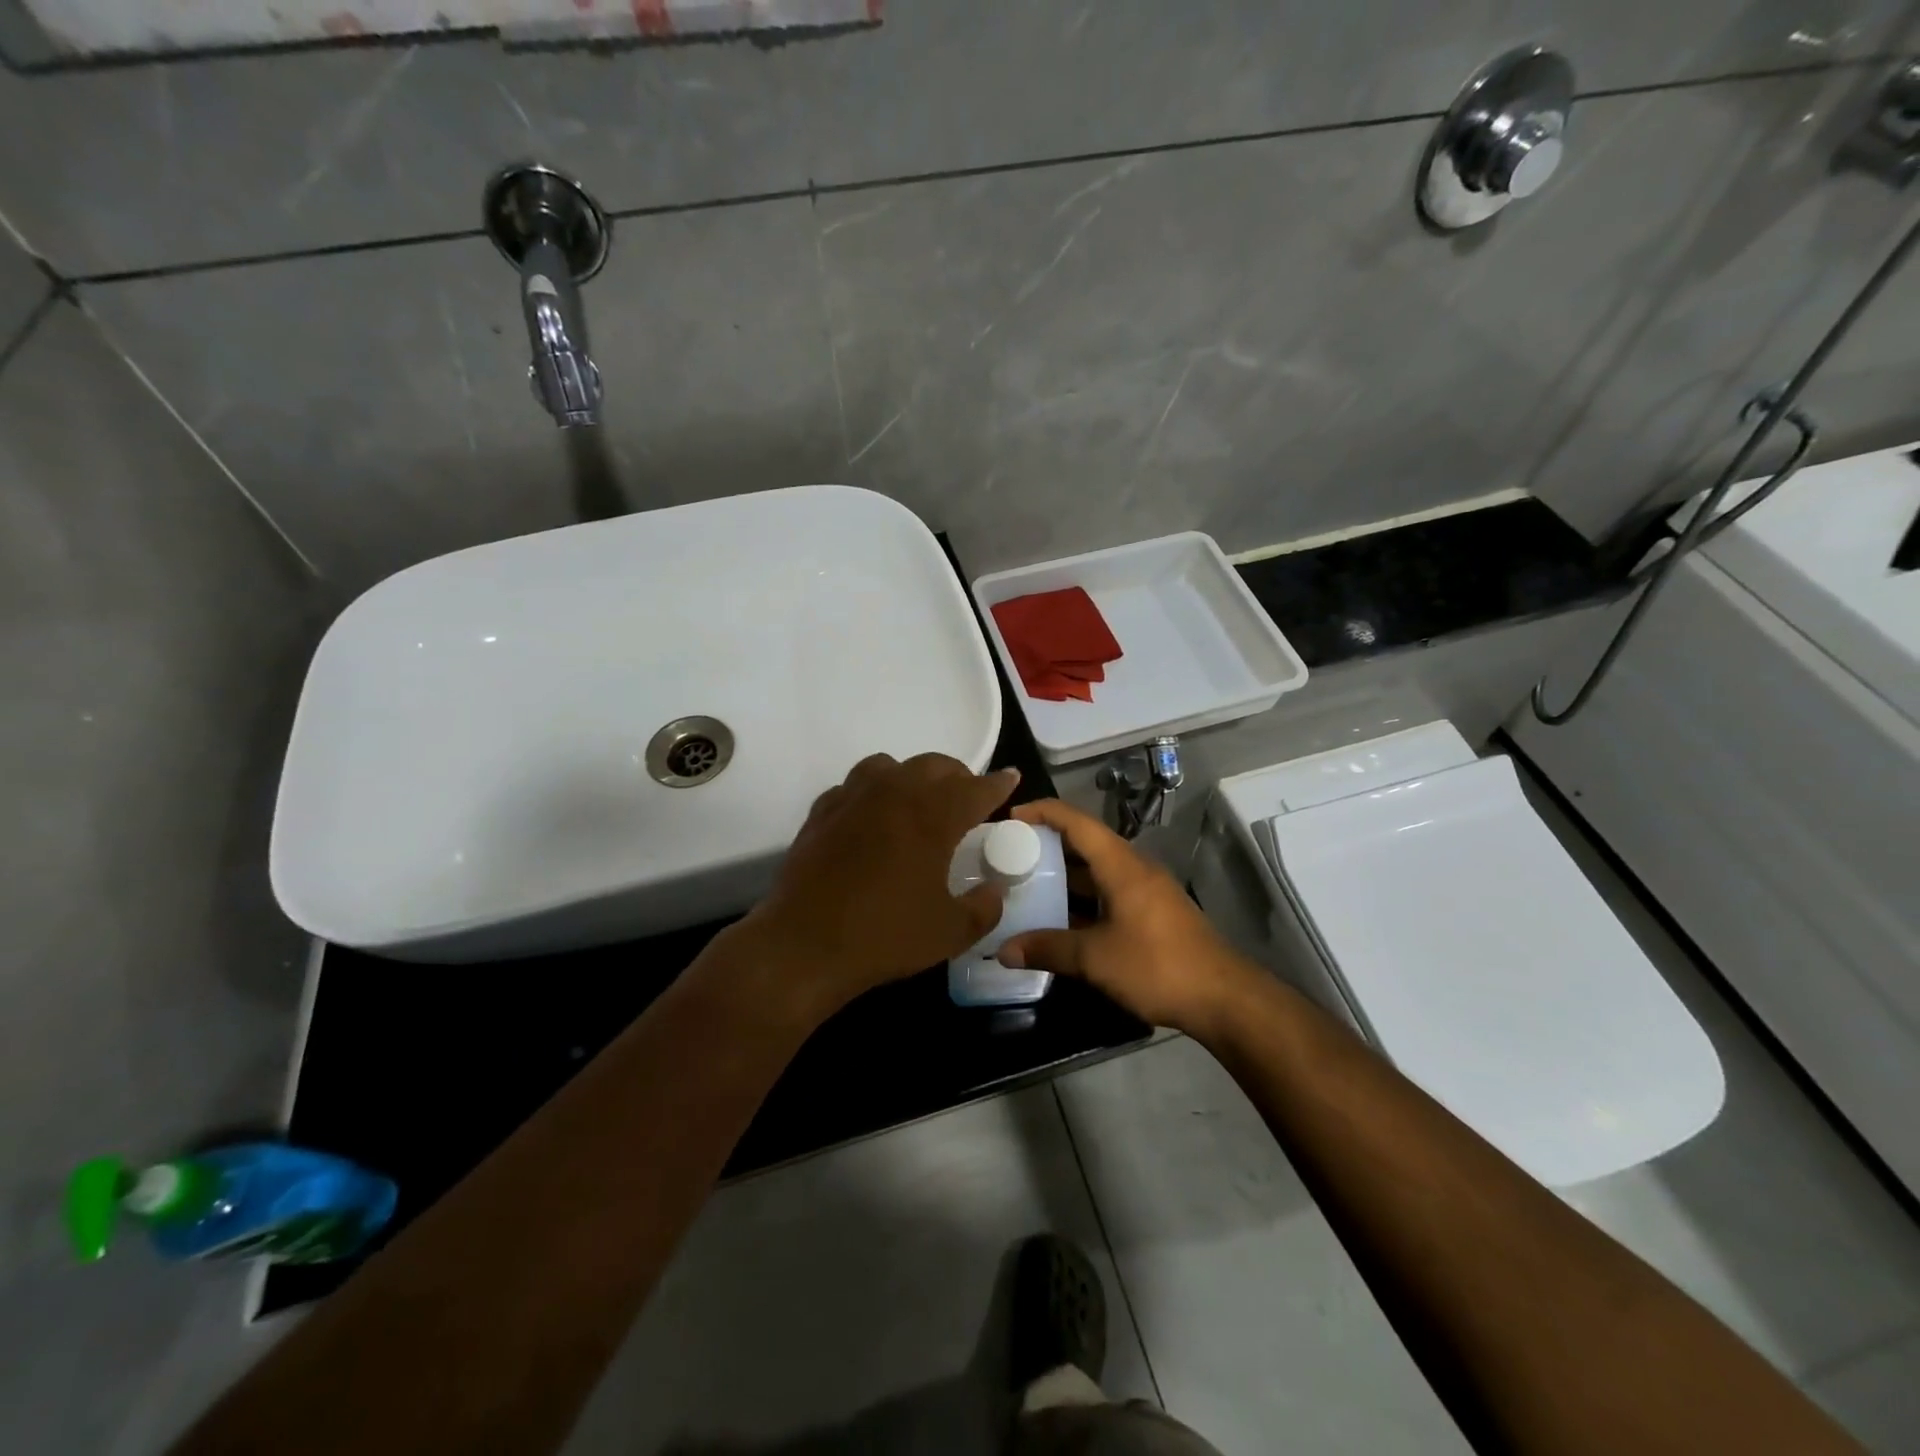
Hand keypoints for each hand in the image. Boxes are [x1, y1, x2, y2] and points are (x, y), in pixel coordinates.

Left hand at [736, 753, 1020, 1017]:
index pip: (975, 788)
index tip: (1010, 778)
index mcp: (933, 817)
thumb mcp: (951, 932)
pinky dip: (871, 793)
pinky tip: (871, 818)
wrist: (804, 945)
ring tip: (917, 801)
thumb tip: (994, 891)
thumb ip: (984, 908)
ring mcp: (853, 799)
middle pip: (934, 765)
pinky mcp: (822, 812)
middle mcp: (895, 794)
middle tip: (966, 798)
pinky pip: (853, 786)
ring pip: (889, 765)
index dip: (997, 784)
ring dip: (911, 776)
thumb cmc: (885, 936)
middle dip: (957, 776)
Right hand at [997, 799, 1261, 1036]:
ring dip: (1065, 874)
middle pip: (1086, 843)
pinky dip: (1083, 897)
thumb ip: (1049, 949)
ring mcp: (1146, 891)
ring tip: (1027, 883)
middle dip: (1048, 844)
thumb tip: (1004, 950)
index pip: (1077, 822)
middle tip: (1010, 853)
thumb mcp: (1095, 959)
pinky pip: (1109, 891)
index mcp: (1121, 865)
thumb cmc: (1157, 965)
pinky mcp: (1152, 913)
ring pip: (1098, 870)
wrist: (1222, 998)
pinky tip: (1061, 917)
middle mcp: (1134, 868)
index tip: (1011, 817)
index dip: (1043, 812)